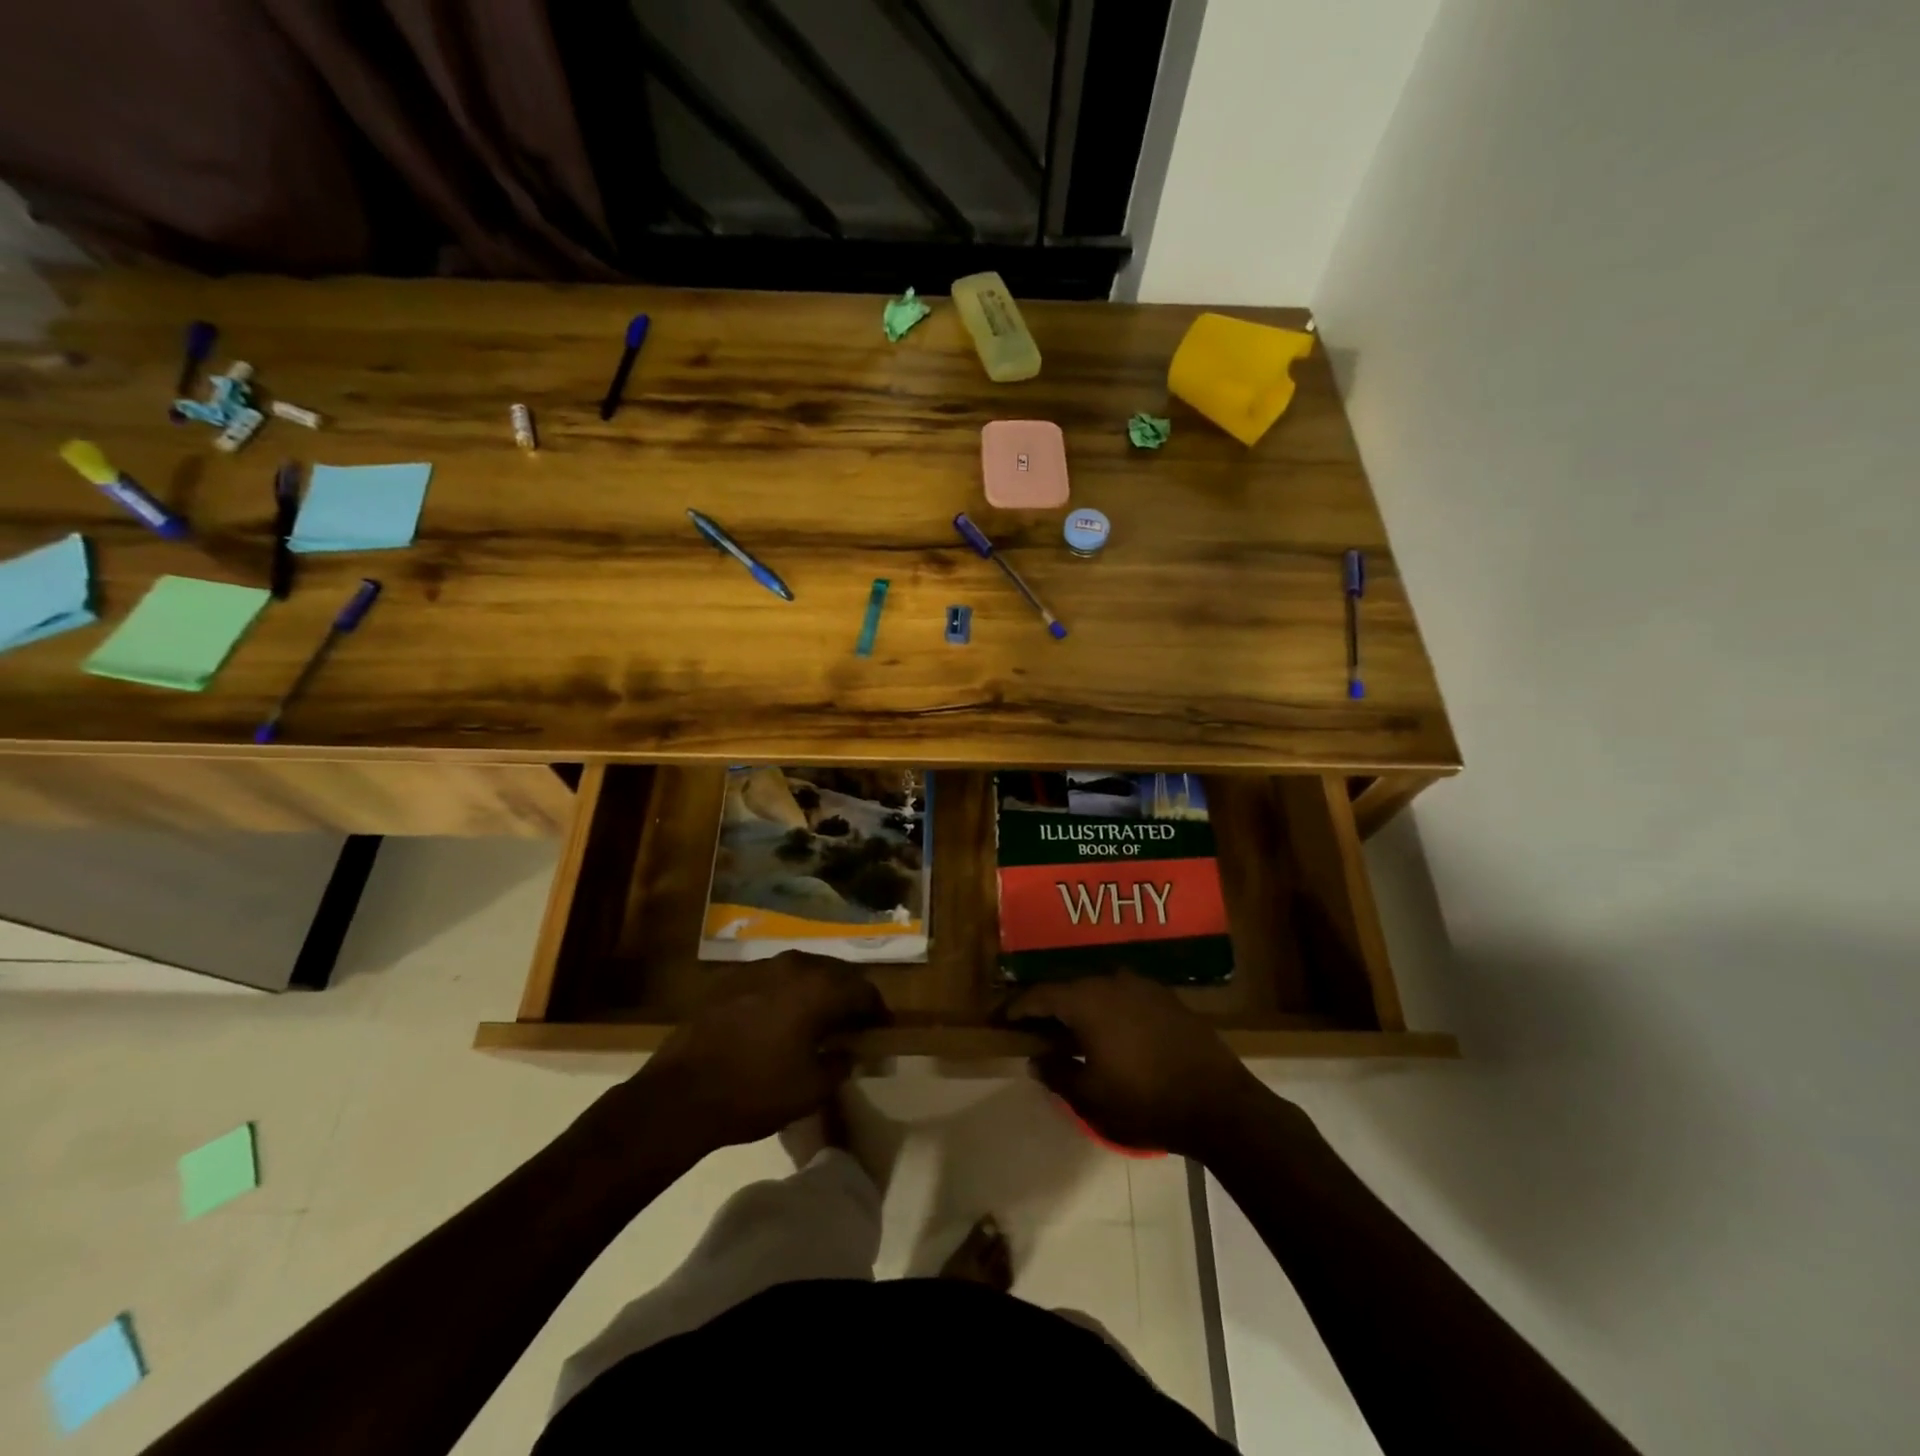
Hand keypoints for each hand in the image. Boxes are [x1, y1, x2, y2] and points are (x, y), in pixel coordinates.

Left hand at [603, 957, 887, 1157]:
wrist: (680, 1094)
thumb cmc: (756, 1091)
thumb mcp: (812, 1088)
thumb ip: (842, 1063)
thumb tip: (852, 1051)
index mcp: (819, 987)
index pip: (864, 989)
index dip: (877, 1010)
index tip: (881, 1030)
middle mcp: (793, 965)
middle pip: (835, 972)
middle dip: (849, 995)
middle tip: (853, 1022)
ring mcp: (759, 968)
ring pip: (803, 971)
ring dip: (817, 990)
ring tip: (818, 1019)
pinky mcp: (731, 979)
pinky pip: (773, 978)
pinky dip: (787, 993)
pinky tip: (780, 1019)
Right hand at [1006, 971, 1275, 1158]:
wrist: (1218, 1103)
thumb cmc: (1144, 1101)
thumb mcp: (1090, 1097)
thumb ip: (1057, 1073)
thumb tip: (1037, 1059)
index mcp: (1087, 1000)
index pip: (1041, 995)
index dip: (1019, 1008)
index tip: (1003, 1020)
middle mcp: (1112, 982)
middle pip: (1069, 987)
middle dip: (1049, 1006)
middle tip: (1035, 1027)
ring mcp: (1143, 986)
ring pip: (1099, 990)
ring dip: (1081, 1007)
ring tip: (1072, 1031)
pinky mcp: (1167, 998)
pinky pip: (1125, 996)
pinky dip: (1109, 1010)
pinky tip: (1110, 1032)